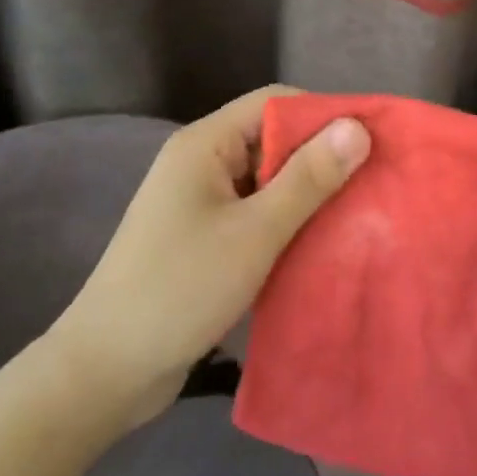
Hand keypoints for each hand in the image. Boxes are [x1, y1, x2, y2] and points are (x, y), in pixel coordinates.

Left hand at [52, 85, 369, 426]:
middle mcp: (202, 162)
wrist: (104, 373)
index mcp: (205, 144)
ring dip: (307, 193)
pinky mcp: (203, 237)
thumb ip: (308, 178)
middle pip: (272, 138)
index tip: (369, 139)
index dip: (323, 113)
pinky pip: (256, 212)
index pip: (274, 102)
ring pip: (267, 179)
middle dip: (320, 156)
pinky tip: (320, 242)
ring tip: (358, 211)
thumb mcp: (254, 232)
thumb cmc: (180, 289)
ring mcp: (200, 202)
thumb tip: (357, 127)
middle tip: (372, 179)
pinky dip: (287, 221)